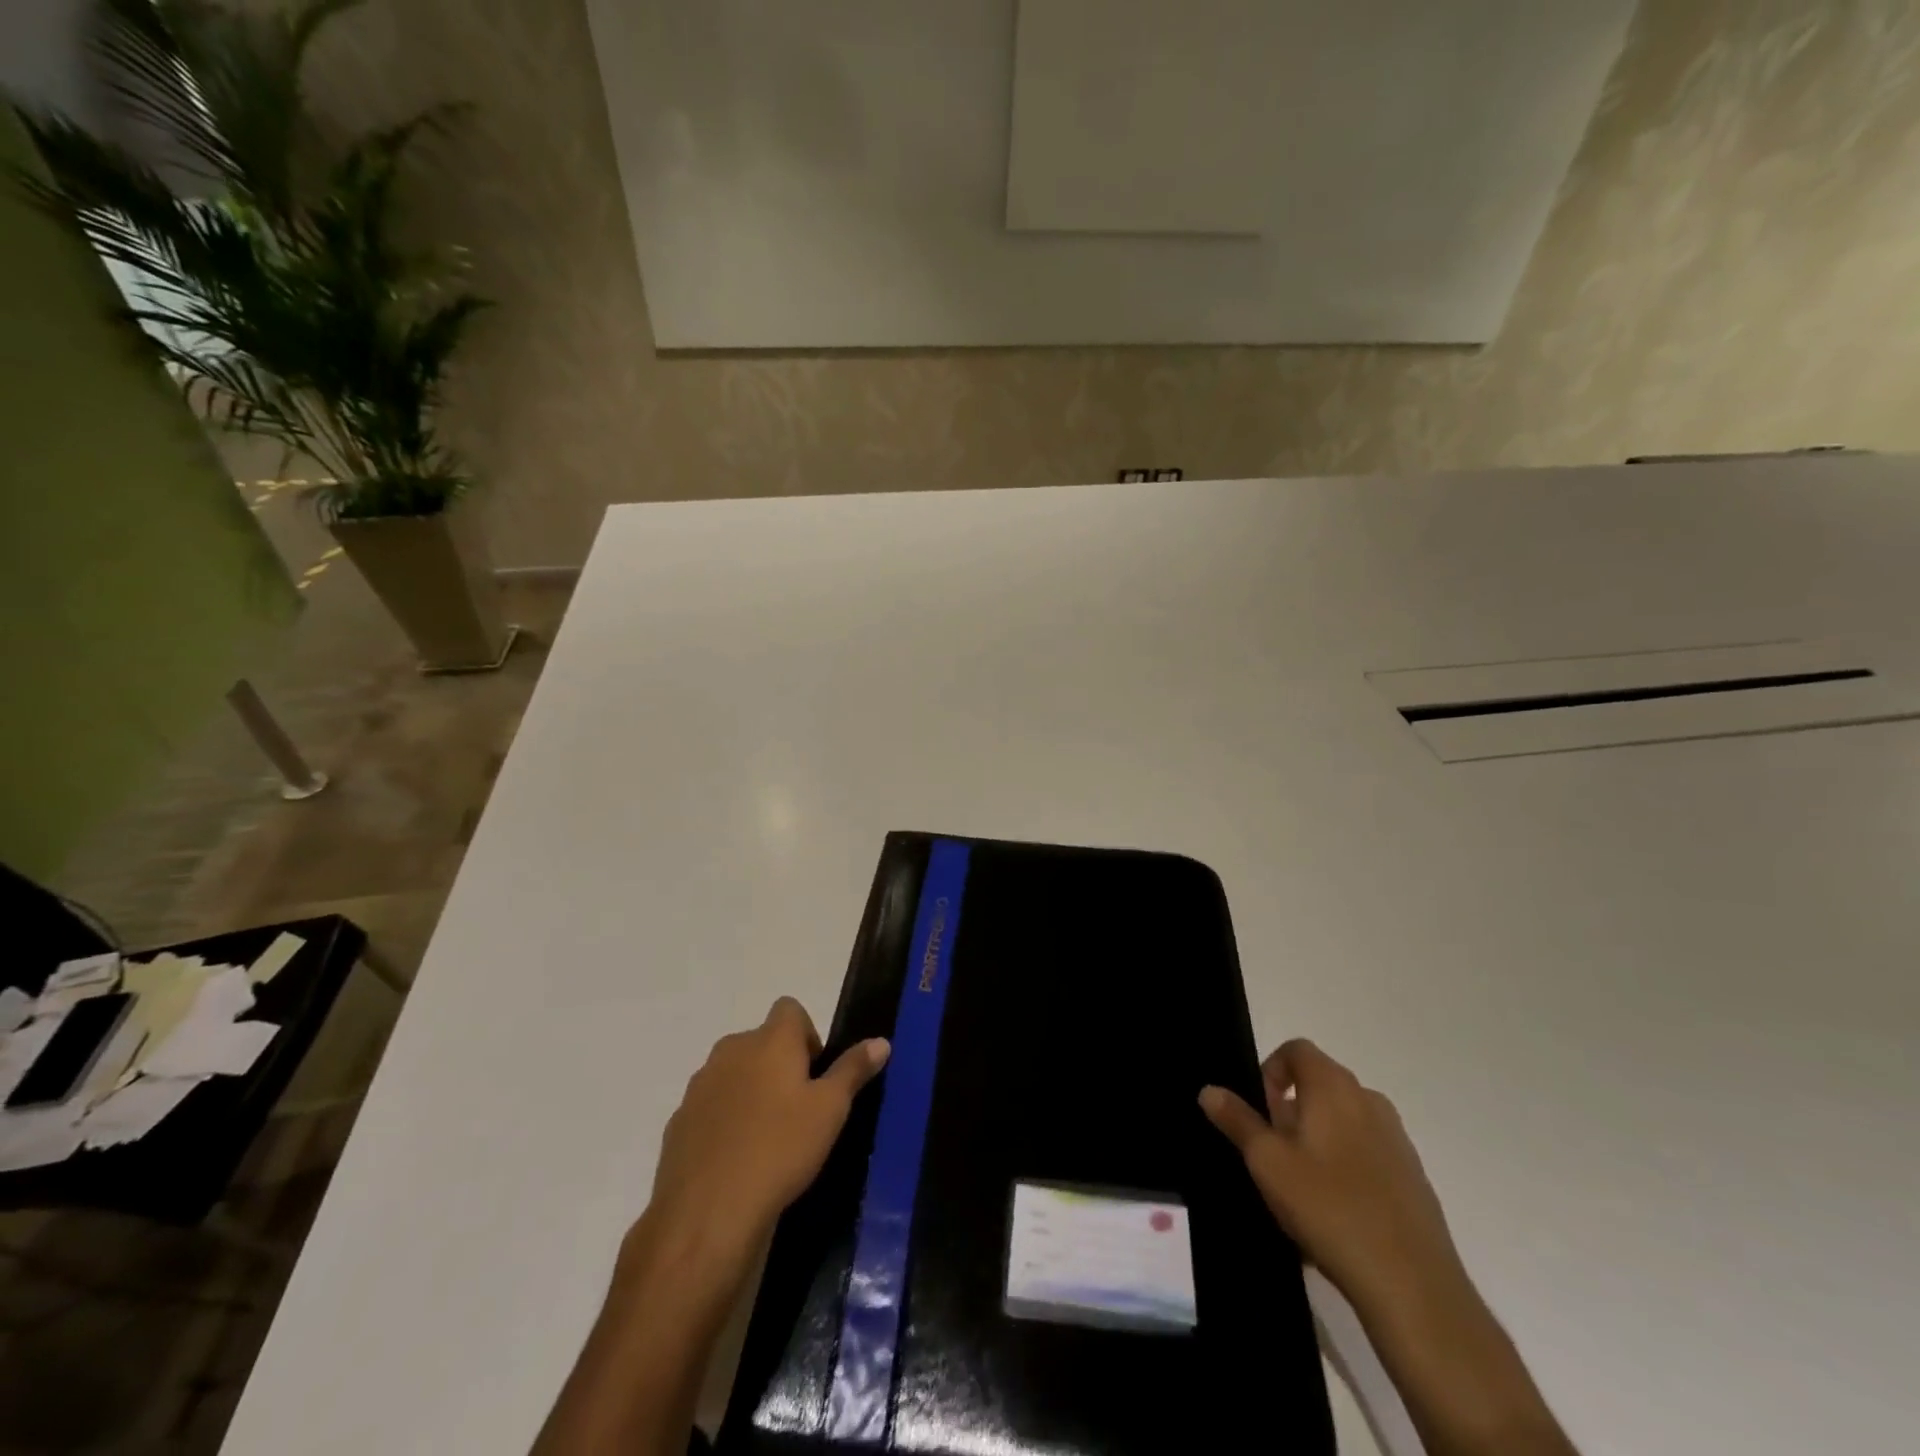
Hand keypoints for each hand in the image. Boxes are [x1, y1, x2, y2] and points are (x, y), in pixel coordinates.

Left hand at [645, 997, 889, 1257]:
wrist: (706, 1213)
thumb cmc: (780, 1149)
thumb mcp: (830, 1110)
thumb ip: (853, 1070)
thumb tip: (881, 1041)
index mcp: (770, 1040)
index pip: (789, 1009)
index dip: (806, 1034)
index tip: (816, 1074)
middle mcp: (731, 1050)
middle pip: (761, 1042)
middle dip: (779, 1065)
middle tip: (799, 1110)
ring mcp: (699, 1085)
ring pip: (734, 1074)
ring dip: (750, 1092)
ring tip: (768, 1138)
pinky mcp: (678, 1121)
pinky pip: (710, 1107)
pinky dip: (724, 1121)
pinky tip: (737, 1160)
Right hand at [1199, 1039, 1470, 1323]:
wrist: (1413, 1285)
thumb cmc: (1329, 1208)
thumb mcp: (1267, 1162)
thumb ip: (1237, 1120)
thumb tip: (1209, 1090)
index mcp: (1333, 1087)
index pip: (1297, 1050)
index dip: (1271, 1070)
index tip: (1259, 1111)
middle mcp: (1369, 1100)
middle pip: (1319, 1085)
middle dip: (1289, 1110)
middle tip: (1272, 1153)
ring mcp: (1396, 1139)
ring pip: (1342, 1121)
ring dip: (1315, 1139)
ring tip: (1300, 1187)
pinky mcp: (1412, 1176)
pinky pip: (1365, 1153)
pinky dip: (1343, 1166)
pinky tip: (1334, 1213)